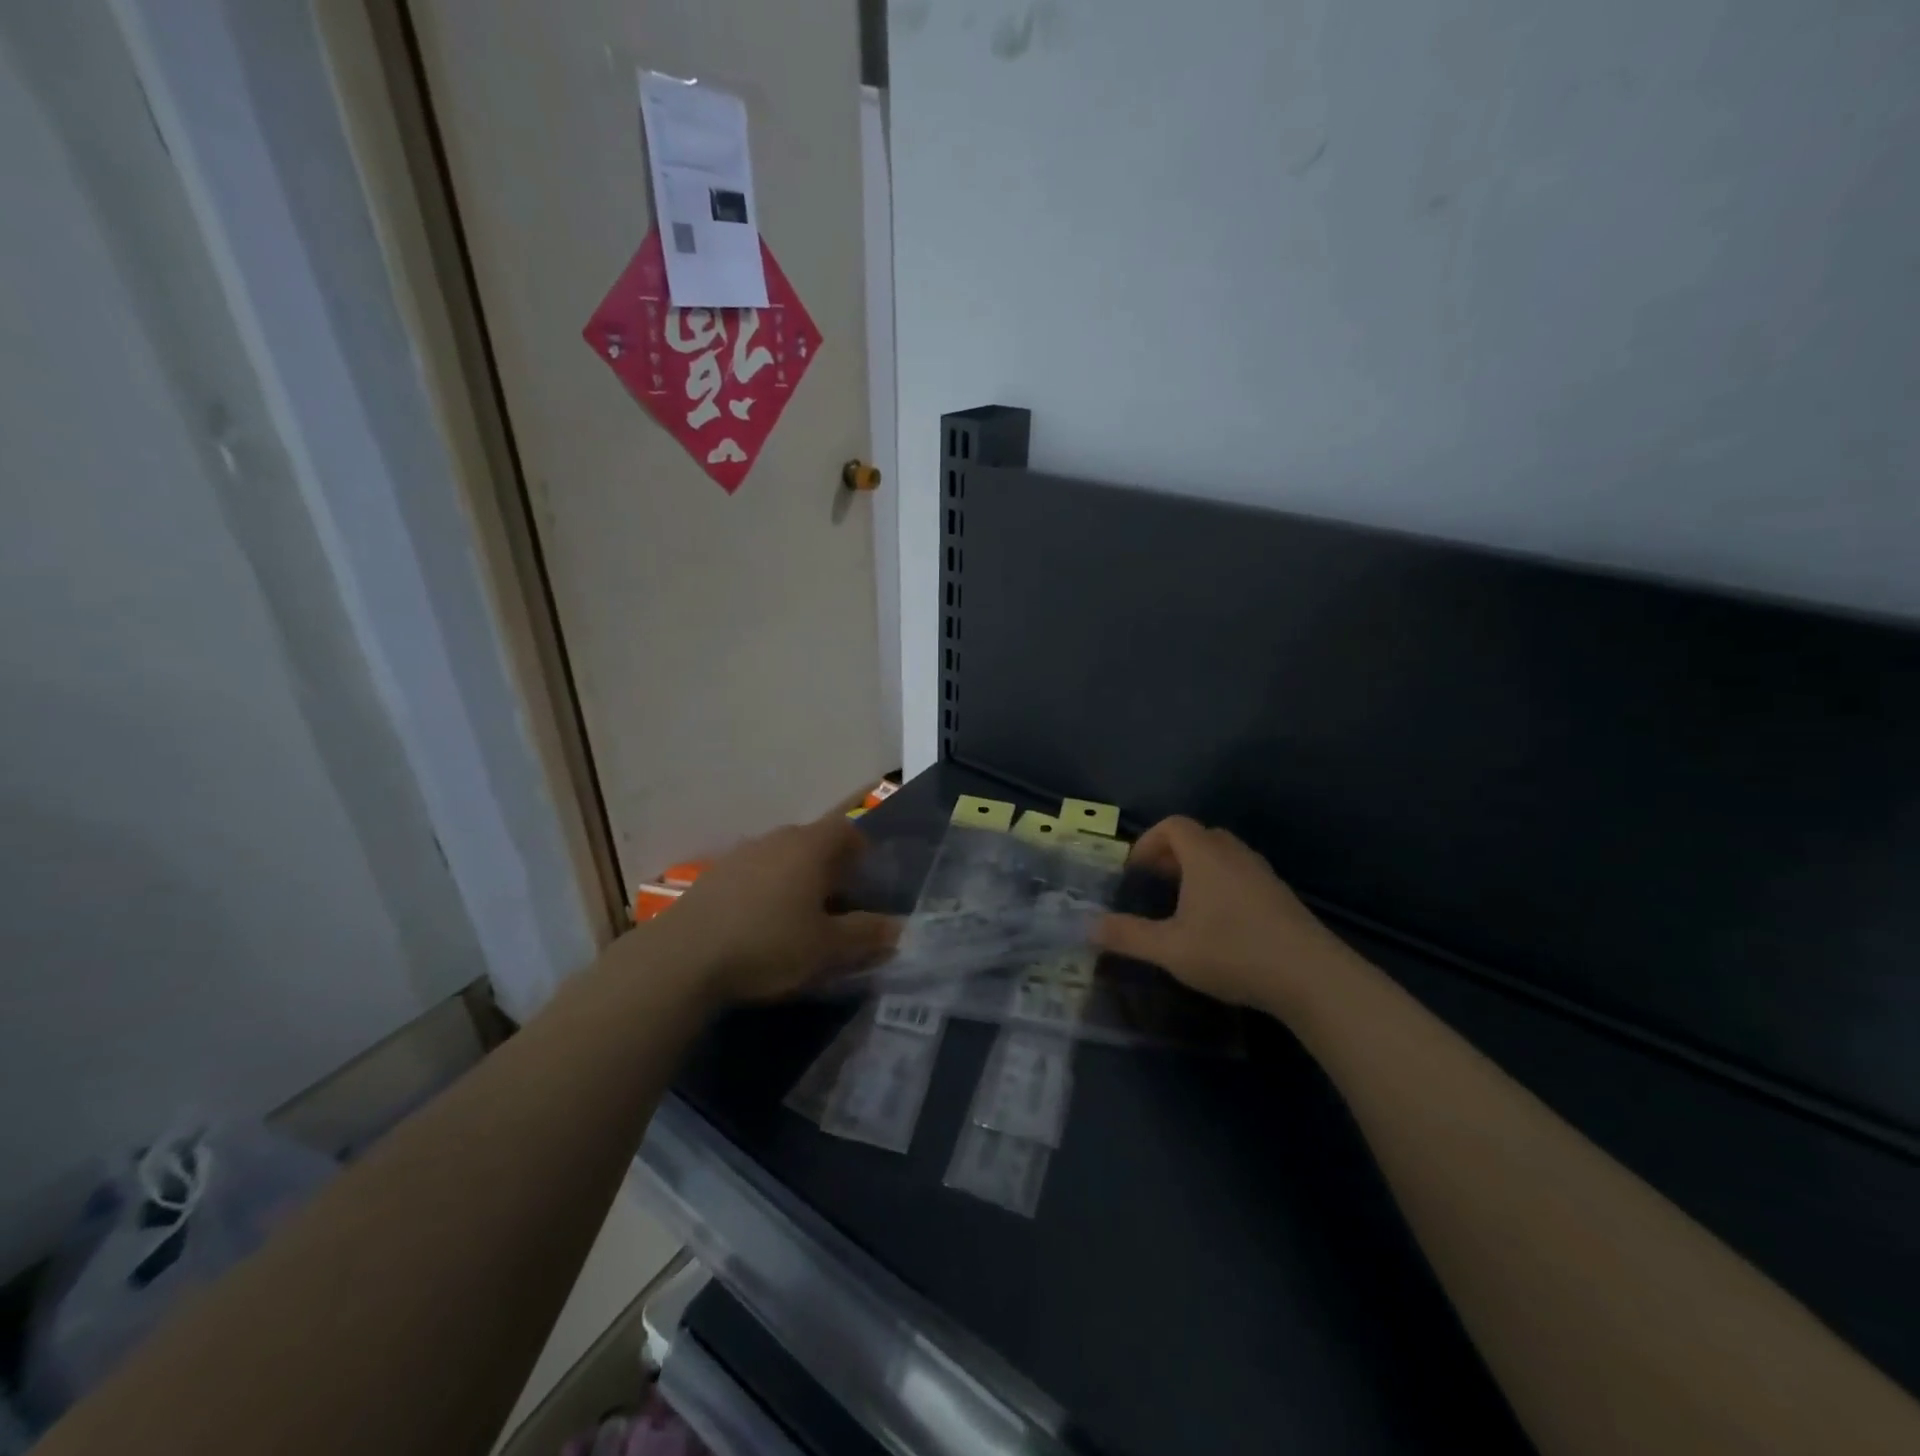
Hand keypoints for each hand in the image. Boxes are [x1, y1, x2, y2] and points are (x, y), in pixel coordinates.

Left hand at [661, 814, 898, 1003]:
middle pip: (813, 841)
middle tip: (838, 905)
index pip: (847, 829)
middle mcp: (776, 839)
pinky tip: (759, 925)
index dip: (862, 852)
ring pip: (781, 857)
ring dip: (795, 879)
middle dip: (830, 868)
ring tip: (798, 918)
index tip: (866, 884)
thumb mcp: (827, 948)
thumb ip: (867, 934)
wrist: (683, 958)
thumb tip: (900, 927)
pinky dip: (764, 891)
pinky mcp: (712, 876)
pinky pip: (753, 874)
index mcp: (810, 847)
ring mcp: (740, 854)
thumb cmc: (769, 944)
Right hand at [1093, 816, 1355, 1017]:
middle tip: (1155, 883)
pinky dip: (1221, 884)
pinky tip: (1218, 923)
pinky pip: (1241, 874)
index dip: (1148, 841)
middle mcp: (1235, 855)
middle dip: (1171, 854)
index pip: (1173, 825)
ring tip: (1183, 903)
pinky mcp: (1280, 897)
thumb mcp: (1170, 949)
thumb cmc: (1233, 953)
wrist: (1312, 977)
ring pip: (1223, 855)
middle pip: (1198, 836)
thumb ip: (1127, 936)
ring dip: (1197, 869)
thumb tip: (1088, 926)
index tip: (1134, 871)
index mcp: (1205, 856)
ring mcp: (1262, 874)